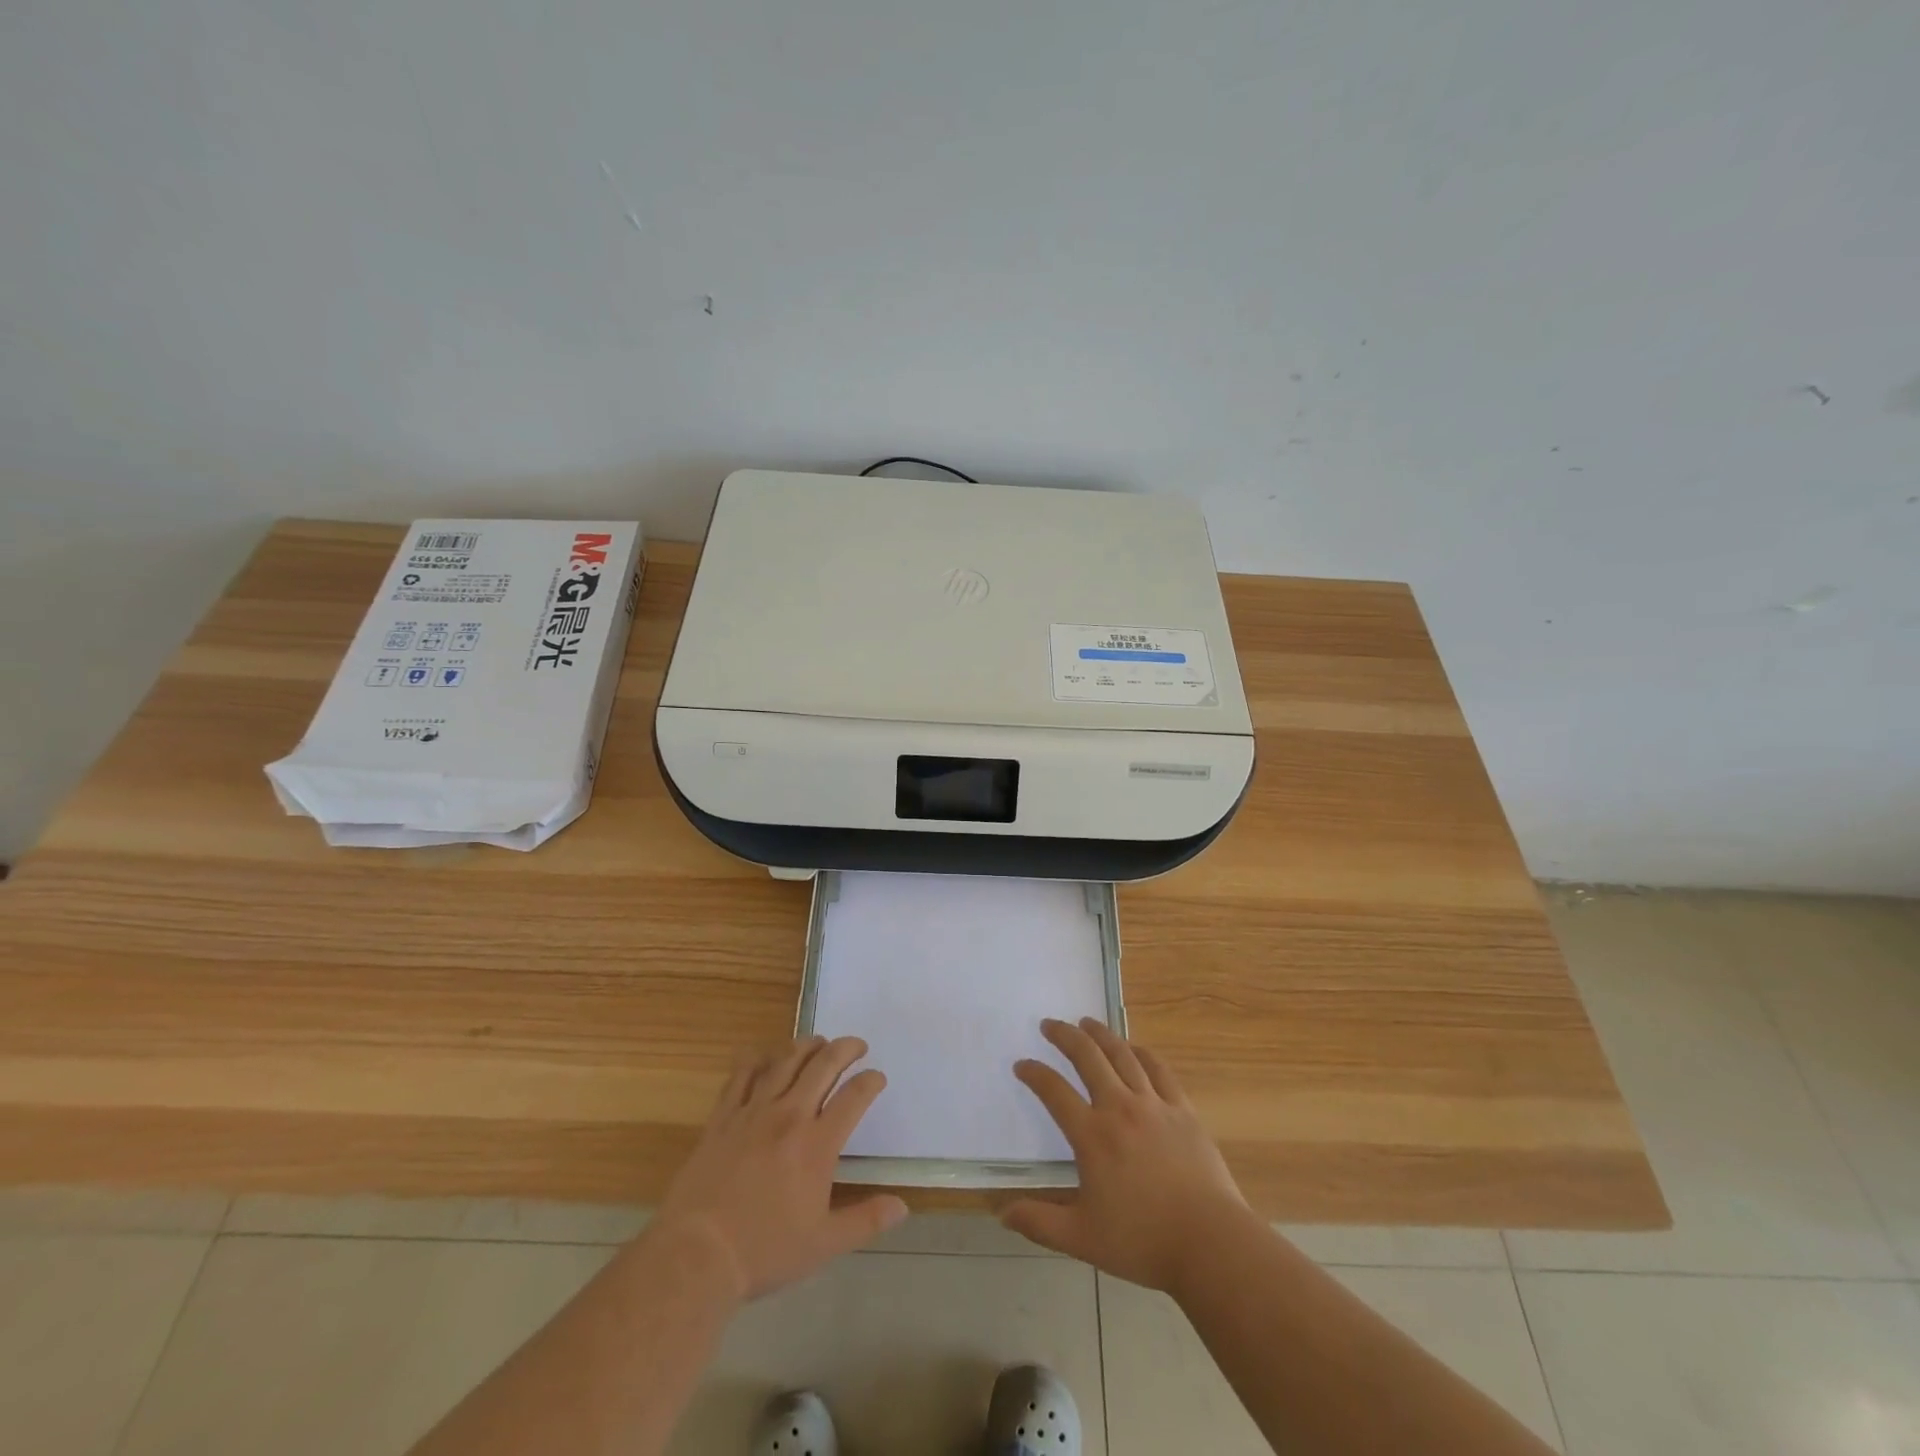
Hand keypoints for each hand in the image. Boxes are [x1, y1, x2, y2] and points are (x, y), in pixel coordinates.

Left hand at [653, 1035, 906, 1301]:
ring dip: (807, 1045)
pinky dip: (758, 1057)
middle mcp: (789, 1115)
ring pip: (785, 1060)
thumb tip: (902, 1207)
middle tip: (857, 1046)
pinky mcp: (723, 1116)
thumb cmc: (764, 1251)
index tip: (877, 1078)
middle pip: (823, 1065)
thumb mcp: (823, 1244)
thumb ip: (865, 1220)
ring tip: (819, 1042)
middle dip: (845, 1049)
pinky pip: (742, 1074)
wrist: (697, 1254)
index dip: (871, 1081)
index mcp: (817, 1144)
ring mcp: (753, 1111)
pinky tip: (765, 1055)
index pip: (854, 1096)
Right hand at [1001, 1017, 1248, 1290]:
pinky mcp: (1182, 1110)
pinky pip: (1159, 1070)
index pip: (1054, 1092)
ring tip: (1086, 1022)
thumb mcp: (1082, 1239)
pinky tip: (1134, 1048)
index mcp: (1092, 1136)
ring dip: (1101, 1034)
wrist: (1210, 1243)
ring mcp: (1154, 1105)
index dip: (1034, 1074)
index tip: (1021, 1064)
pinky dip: (1142, 1052)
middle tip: (1050, 1024)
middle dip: (1065, 1036)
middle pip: (1087, 1058)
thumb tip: (1002, 1213)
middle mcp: (1119, 1108)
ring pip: (1122, 1055)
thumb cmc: (1143, 1241)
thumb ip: (1040, 1223)